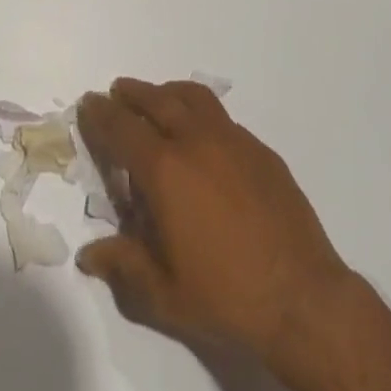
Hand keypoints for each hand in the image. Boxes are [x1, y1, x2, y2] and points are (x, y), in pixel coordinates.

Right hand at [76, 79, 355, 379]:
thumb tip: (89, 255)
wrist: (302, 297)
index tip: (89, 103)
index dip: (101, 114)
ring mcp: (232, 140)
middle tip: (117, 92)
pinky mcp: (260, 150)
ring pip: (192, 97)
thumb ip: (123, 266)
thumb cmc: (226, 297)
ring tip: (157, 98)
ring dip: (167, 92)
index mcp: (165, 170)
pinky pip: (221, 117)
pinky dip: (200, 112)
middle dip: (132, 94)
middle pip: (156, 100)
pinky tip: (202, 135)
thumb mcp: (164, 294)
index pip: (122, 128)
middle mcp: (195, 141)